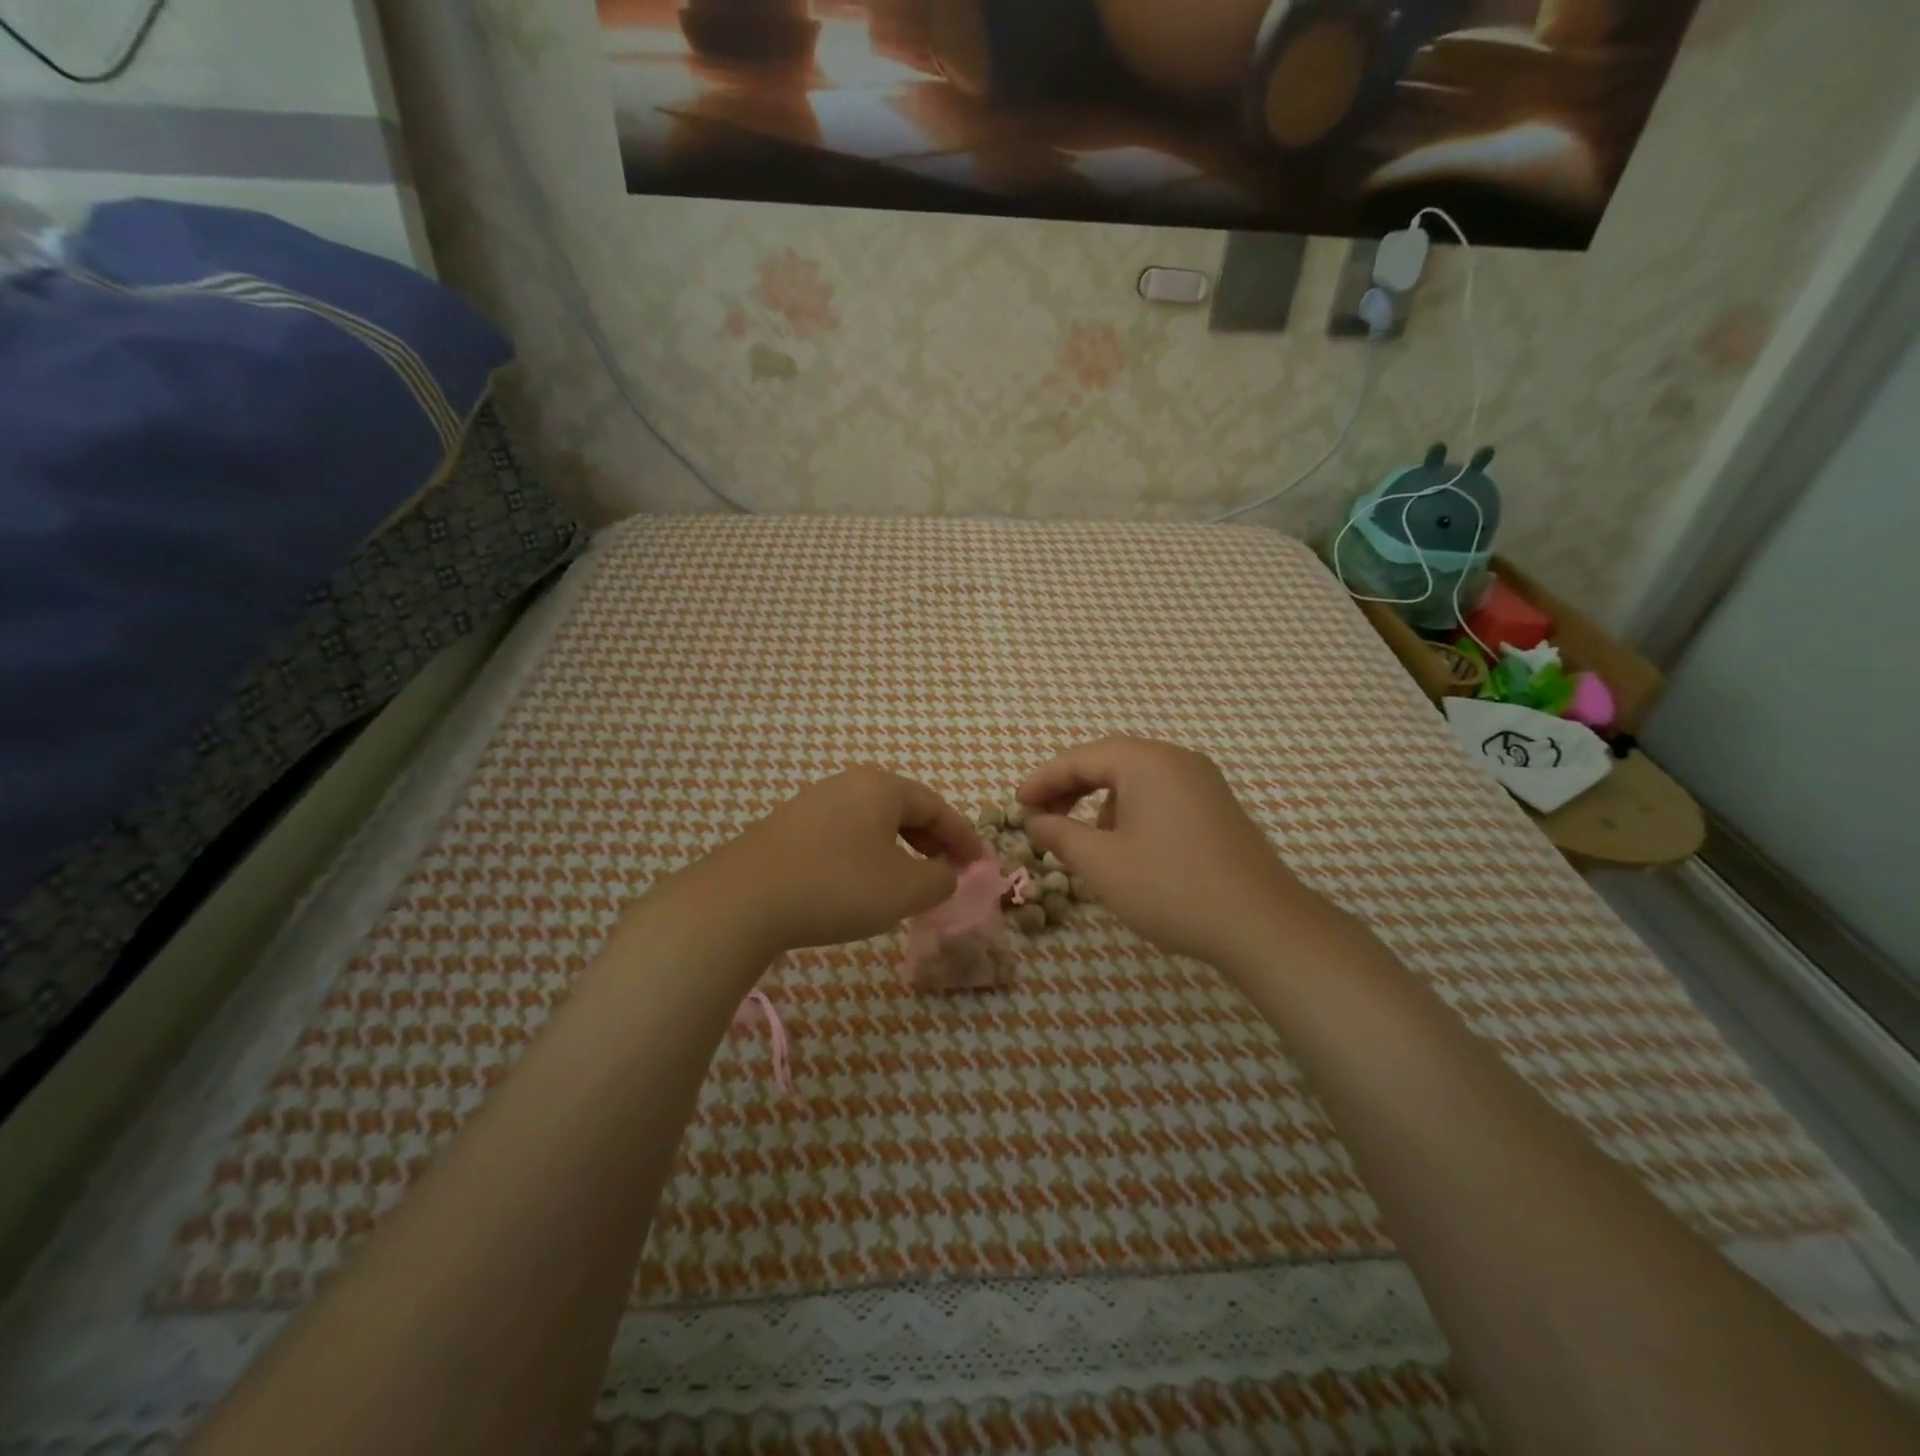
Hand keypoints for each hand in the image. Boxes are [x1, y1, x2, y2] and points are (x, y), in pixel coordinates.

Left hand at [693, 767, 984, 955]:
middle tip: (949, 873)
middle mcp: (848, 783)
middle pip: (905, 809)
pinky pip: (844, 835)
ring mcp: (813, 803)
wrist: (743, 900)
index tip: (980, 865)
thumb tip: (944, 874)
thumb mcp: (905, 890)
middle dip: (932, 842)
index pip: (937, 806)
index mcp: (882, 787)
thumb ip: (940, 879)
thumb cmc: (838, 886)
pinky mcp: (787, 828)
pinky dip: (867, 856)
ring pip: (872, 823)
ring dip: (899, 850)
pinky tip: (863, 885)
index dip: (964, 837)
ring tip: (909, 883)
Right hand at [1018, 737, 1315, 969]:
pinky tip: (1127, 848)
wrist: (1261, 924)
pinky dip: (1132, 811)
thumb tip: (1036, 822)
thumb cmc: (1170, 887)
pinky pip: (1161, 795)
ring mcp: (1203, 783)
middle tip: (1041, 816)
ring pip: (1137, 779)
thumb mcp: (1101, 863)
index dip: (1043, 780)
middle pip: (1110, 761)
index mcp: (1146, 762)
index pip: (1080, 758)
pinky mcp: (1218, 808)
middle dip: (1070, 788)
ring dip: (1101, 801)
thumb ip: (1060, 835)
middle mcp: (1177, 760)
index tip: (1017, 805)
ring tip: (1084, 839)